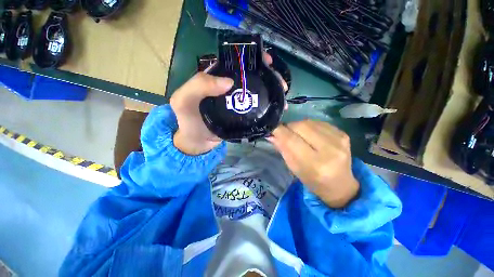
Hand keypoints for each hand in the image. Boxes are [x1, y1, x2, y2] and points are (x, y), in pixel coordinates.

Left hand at [171, 53, 286, 155]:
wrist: (196, 142)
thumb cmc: (187, 120)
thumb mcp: (183, 100)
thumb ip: (199, 86)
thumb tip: (229, 81)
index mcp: (216, 79)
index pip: (236, 63)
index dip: (252, 59)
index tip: (268, 61)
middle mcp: (229, 88)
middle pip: (251, 77)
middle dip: (268, 76)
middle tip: (280, 84)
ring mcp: (237, 103)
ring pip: (256, 92)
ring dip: (270, 92)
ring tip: (282, 96)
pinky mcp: (242, 115)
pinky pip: (256, 108)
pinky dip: (266, 107)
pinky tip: (276, 109)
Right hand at [267, 120, 358, 207]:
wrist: (340, 185)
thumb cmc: (313, 180)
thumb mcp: (294, 168)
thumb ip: (283, 149)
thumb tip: (271, 134)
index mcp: (315, 164)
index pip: (291, 140)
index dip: (279, 131)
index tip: (271, 129)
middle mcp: (329, 150)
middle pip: (301, 126)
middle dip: (288, 127)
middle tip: (284, 132)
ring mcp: (339, 140)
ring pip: (309, 122)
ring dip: (298, 126)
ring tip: (296, 134)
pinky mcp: (343, 133)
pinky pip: (318, 122)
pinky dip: (308, 126)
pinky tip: (308, 134)